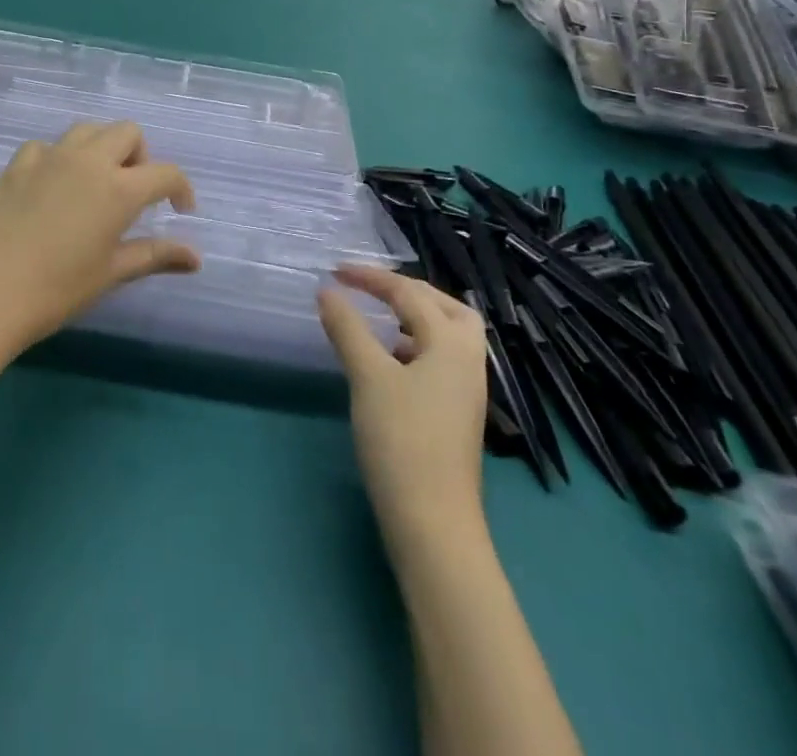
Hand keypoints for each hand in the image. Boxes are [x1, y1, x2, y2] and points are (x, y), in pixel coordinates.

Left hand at [0, 122, 198, 354]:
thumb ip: (155, 256)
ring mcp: (48, 158)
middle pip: (127, 132)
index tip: (179, 211)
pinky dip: (59, 158)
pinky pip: (46, 146)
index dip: (181, 188)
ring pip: (88, 130)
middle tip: (134, 193)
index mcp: (118, 188)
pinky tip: (52, 186)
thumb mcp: (111, 274)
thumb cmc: (56, 290)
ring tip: (96, 184)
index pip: (165, 172)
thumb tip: (196, 258)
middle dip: (141, 156)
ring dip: (102, 148)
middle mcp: (87, 161)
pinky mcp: (15, 165)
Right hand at [318, 266, 487, 553]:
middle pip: (445, 306)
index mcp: (451, 343)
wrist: (433, 524)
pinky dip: (416, 346)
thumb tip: (328, 291)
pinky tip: (390, 363)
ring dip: (415, 318)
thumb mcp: (368, 377)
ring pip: (446, 335)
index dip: (371, 278)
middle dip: (407, 291)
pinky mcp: (457, 414)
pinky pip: (440, 360)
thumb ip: (348, 328)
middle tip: (371, 289)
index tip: (335, 271)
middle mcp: (468, 360)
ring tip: (379, 319)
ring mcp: (466, 390)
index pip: (409, 293)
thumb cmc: (401, 441)